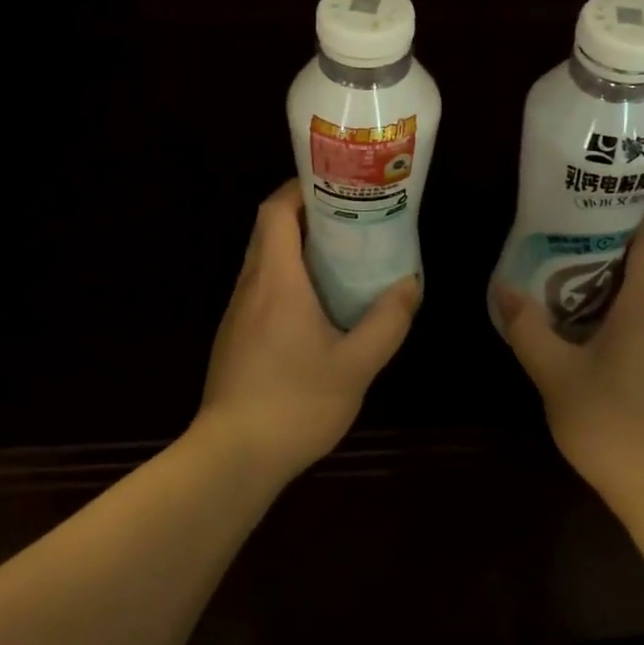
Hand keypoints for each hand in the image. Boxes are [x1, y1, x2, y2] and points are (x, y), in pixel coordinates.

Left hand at [196, 180, 420, 482]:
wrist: (232, 458)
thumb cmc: (295, 403)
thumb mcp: (356, 366)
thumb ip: (387, 322)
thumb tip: (410, 284)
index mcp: (276, 279)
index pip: (276, 210)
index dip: (300, 189)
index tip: (335, 186)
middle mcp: (251, 285)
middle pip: (269, 230)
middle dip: (306, 215)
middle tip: (350, 218)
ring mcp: (238, 312)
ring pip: (264, 259)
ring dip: (297, 247)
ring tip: (341, 255)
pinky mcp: (235, 336)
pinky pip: (261, 288)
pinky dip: (287, 277)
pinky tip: (318, 304)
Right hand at [493, 216, 643, 518]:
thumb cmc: (616, 423)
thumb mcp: (556, 374)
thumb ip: (527, 328)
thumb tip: (504, 288)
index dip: (628, 213)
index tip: (587, 206)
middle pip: (643, 265)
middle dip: (600, 250)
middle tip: (554, 243)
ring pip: (641, 299)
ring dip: (603, 287)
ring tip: (556, 284)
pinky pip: (643, 327)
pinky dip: (612, 318)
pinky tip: (578, 336)